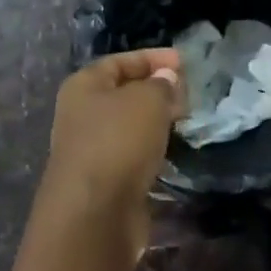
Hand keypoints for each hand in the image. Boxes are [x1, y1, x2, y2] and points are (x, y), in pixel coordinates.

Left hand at [41, 48, 183, 253]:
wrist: (95, 212)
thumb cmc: (118, 142)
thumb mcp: (147, 100)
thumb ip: (161, 85)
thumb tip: (167, 79)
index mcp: (83, 86)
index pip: (119, 61)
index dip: (152, 58)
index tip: (184, 62)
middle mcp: (81, 115)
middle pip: (122, 93)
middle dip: (156, 90)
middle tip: (189, 93)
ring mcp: (91, 149)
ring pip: (128, 126)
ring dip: (155, 122)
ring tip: (185, 120)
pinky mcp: (104, 179)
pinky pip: (132, 153)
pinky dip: (151, 149)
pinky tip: (171, 151)